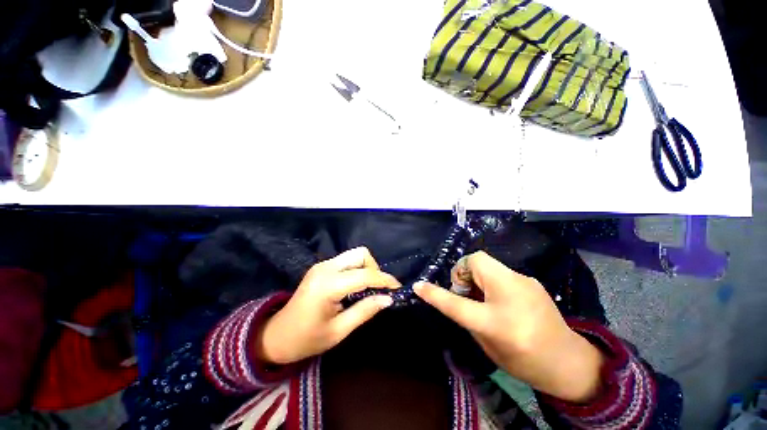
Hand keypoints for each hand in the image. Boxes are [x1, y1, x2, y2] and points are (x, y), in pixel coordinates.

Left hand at [256, 247, 399, 364]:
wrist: (276, 336)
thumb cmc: (306, 339)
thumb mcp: (338, 331)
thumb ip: (365, 311)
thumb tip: (388, 299)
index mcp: (328, 285)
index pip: (365, 275)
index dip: (385, 280)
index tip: (397, 288)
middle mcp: (326, 268)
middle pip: (361, 254)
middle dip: (374, 269)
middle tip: (377, 289)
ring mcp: (322, 265)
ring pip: (355, 255)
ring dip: (366, 268)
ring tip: (368, 289)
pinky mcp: (322, 266)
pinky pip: (347, 261)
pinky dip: (357, 270)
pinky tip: (355, 287)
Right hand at [414, 251, 603, 402]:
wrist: (569, 362)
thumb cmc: (524, 361)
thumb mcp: (487, 344)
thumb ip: (466, 316)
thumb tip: (455, 295)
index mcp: (498, 321)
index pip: (457, 303)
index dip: (435, 293)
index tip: (419, 285)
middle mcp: (512, 293)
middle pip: (476, 261)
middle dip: (463, 272)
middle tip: (464, 291)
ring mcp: (524, 281)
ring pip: (487, 263)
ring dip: (476, 275)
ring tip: (481, 294)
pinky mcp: (530, 279)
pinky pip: (499, 270)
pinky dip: (489, 278)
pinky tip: (498, 296)